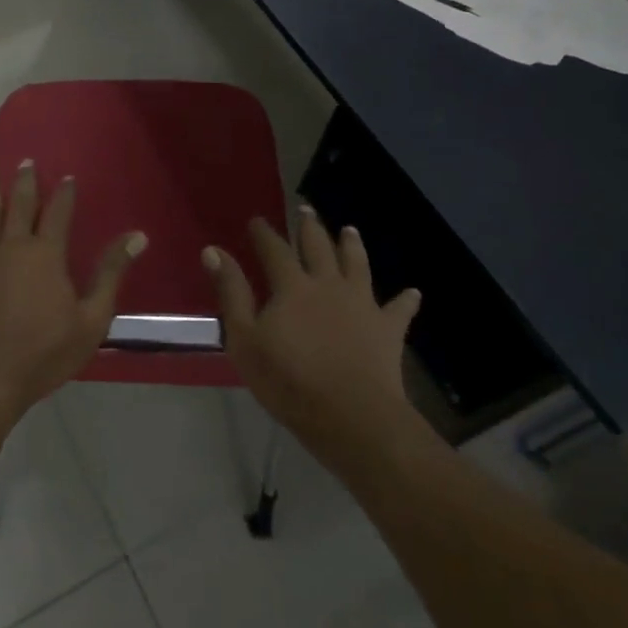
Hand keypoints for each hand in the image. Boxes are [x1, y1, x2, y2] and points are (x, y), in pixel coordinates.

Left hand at [0, 162, 145, 424]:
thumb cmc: (43, 353)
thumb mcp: (91, 319)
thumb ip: (111, 273)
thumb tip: (138, 236)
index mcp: (47, 254)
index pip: (59, 213)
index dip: (64, 193)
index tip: (68, 176)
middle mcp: (13, 246)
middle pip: (20, 205)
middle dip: (25, 181)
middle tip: (25, 161)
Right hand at [206, 207, 425, 463]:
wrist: (352, 417)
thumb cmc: (289, 381)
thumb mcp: (245, 339)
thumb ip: (231, 292)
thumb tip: (213, 250)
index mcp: (292, 286)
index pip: (275, 249)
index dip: (264, 233)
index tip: (256, 220)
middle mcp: (329, 284)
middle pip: (319, 247)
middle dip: (310, 227)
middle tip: (307, 209)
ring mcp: (363, 304)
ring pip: (358, 265)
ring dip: (353, 246)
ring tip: (350, 230)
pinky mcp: (388, 329)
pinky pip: (399, 309)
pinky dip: (406, 300)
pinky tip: (413, 292)